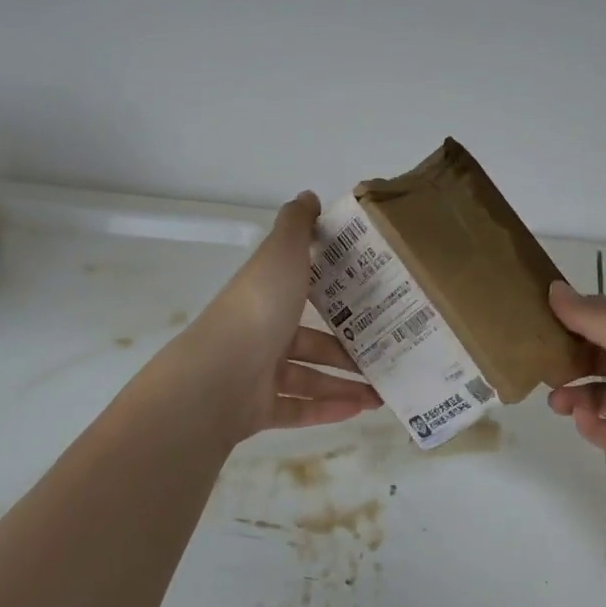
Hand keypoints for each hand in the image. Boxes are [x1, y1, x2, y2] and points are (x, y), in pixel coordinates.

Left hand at [189, 193, 381, 440]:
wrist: (219, 375)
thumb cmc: (258, 308)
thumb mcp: (281, 254)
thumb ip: (297, 225)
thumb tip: (309, 196)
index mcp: (267, 297)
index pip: (303, 294)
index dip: (334, 298)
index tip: (371, 302)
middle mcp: (262, 334)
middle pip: (313, 342)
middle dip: (349, 351)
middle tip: (387, 355)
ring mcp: (258, 375)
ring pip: (310, 380)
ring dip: (346, 385)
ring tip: (382, 393)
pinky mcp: (258, 411)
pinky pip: (299, 410)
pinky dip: (327, 411)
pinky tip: (359, 410)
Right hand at [545, 284, 605, 504]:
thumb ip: (594, 317)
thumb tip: (552, 288)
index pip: (604, 317)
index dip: (571, 317)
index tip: (534, 321)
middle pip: (599, 356)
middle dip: (568, 360)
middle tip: (538, 367)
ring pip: (602, 395)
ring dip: (577, 395)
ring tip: (558, 402)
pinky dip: (596, 428)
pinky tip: (584, 422)